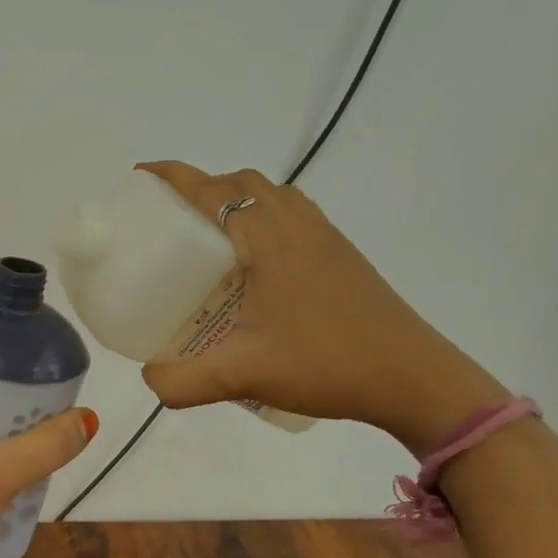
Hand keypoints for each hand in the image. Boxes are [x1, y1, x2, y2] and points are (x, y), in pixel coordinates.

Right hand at [136, 162, 507, 453]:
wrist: (417, 381)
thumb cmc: (327, 364)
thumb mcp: (243, 376)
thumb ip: (182, 381)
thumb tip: (149, 379)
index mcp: (269, 239)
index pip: (213, 191)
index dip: (174, 177)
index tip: (141, 175)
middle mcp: (297, 225)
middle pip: (243, 182)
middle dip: (201, 185)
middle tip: (170, 215)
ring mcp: (325, 238)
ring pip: (273, 195)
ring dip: (236, 197)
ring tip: (208, 233)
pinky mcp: (341, 256)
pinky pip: (293, 214)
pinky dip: (263, 215)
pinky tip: (253, 261)